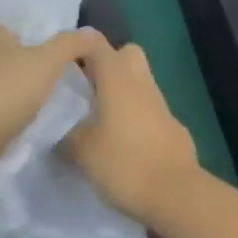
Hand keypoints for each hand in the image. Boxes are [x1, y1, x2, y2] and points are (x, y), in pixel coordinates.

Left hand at [0, 19, 109, 190]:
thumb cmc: (2, 90)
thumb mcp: (44, 61)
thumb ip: (69, 45)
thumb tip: (92, 33)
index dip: (11, 10)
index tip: (34, 10)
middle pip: (10, 49)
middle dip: (33, 50)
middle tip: (69, 52)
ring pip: (15, 82)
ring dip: (35, 84)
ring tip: (72, 86)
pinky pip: (17, 113)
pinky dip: (33, 113)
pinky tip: (58, 116)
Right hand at [65, 41, 200, 226]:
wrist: (177, 195)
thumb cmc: (124, 164)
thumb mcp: (82, 151)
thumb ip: (67, 135)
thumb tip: (59, 131)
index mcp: (116, 79)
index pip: (96, 43)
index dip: (78, 46)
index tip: (62, 62)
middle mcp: (141, 83)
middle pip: (127, 54)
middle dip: (108, 63)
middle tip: (87, 88)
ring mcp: (162, 105)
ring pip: (140, 82)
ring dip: (123, 92)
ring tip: (101, 119)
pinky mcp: (174, 129)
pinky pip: (151, 110)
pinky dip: (137, 117)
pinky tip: (125, 144)